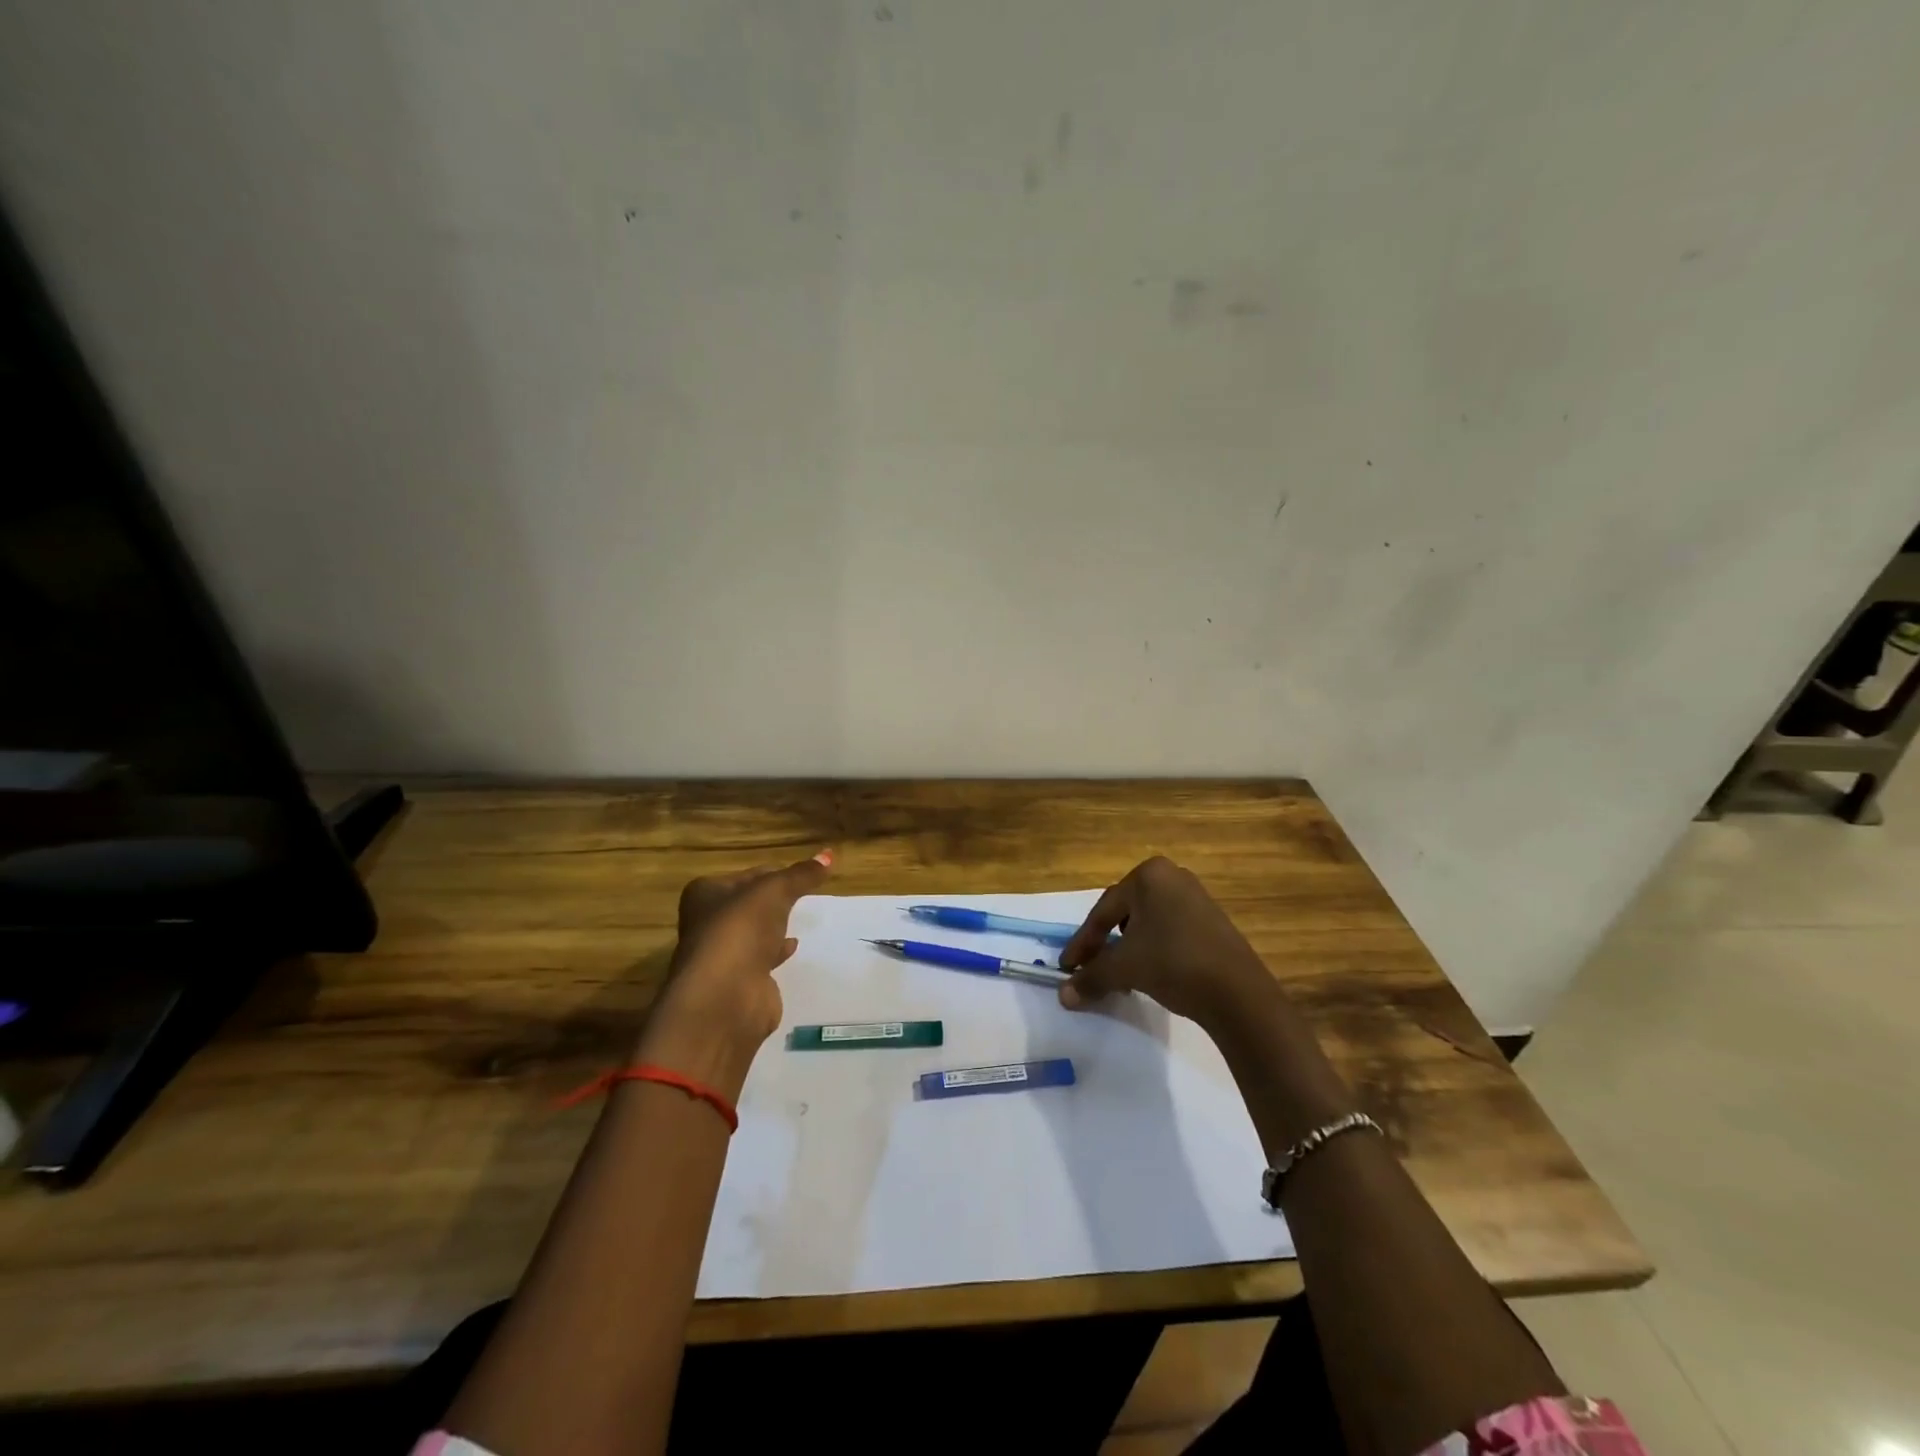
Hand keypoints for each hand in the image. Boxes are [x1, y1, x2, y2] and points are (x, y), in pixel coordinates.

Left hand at [638, 851, 832, 1091]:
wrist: (725, 998)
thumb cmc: (741, 931)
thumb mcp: (774, 892)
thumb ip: (801, 875)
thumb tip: (829, 855)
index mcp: (705, 894)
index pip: (746, 876)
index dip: (773, 873)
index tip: (801, 874)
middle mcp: (707, 923)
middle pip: (747, 904)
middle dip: (772, 900)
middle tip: (802, 894)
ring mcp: (721, 955)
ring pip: (753, 932)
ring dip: (773, 926)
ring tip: (800, 917)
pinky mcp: (737, 982)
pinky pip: (760, 959)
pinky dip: (776, 951)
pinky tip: (793, 947)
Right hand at [1058, 856, 1276, 1027]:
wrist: (1238, 993)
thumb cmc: (1173, 963)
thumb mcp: (1125, 968)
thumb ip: (1091, 976)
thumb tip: (1063, 995)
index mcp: (1148, 875)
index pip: (1104, 911)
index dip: (1082, 942)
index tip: (1066, 967)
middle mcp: (1172, 877)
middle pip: (1124, 913)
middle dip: (1104, 944)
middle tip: (1088, 969)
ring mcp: (1195, 897)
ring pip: (1147, 923)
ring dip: (1127, 949)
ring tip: (1118, 975)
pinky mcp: (1211, 921)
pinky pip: (1169, 930)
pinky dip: (1151, 949)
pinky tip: (1147, 973)